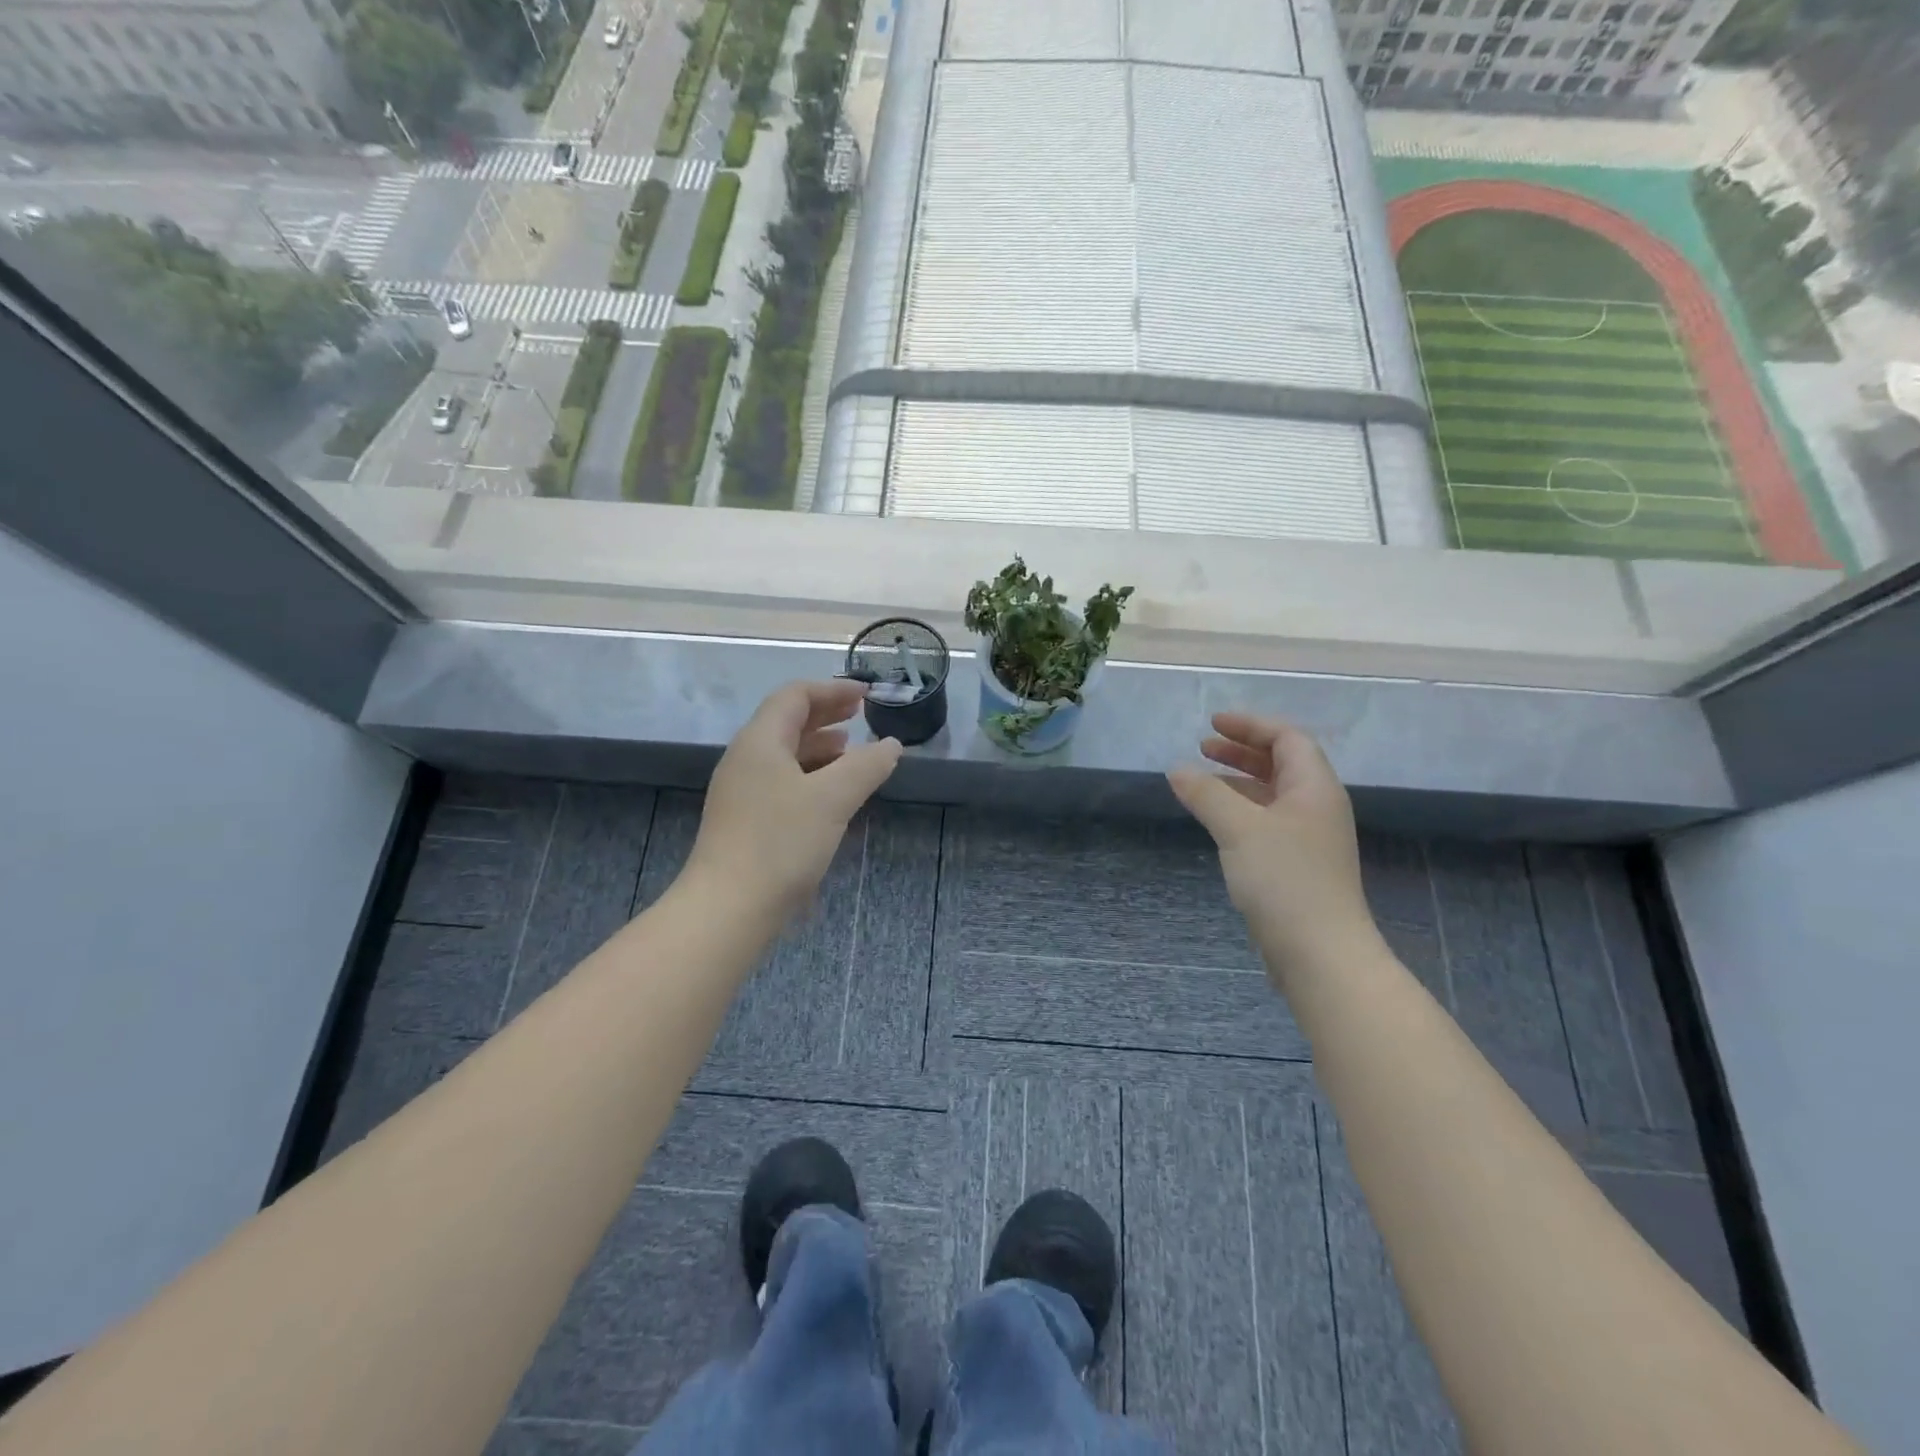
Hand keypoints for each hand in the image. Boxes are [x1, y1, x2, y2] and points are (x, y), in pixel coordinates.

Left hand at [685, 681, 903, 920]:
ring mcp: (742, 791)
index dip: (832, 689)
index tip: (867, 695)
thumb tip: (891, 745)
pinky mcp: (745, 820)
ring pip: (784, 753)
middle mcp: (745, 759)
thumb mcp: (833, 799)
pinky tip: (830, 793)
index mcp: (760, 741)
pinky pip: (781, 780)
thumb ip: (866, 766)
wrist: (728, 908)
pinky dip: (810, 774)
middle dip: (826, 713)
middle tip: (861, 715)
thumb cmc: (781, 843)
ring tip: (851, 751)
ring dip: (819, 745)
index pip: (795, 696)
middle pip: (786, 721)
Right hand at [1168, 712, 1377, 989]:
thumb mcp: (1239, 828)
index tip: (1212, 724)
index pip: (1287, 738)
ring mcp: (1309, 839)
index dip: (1250, 726)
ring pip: (1272, 794)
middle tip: (1203, 747)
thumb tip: (1177, 770)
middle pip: (1282, 763)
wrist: (1320, 954)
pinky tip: (1216, 821)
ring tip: (1201, 781)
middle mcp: (1316, 807)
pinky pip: (1267, 822)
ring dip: (1239, 780)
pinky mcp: (1297, 866)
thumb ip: (1206, 794)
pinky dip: (1240, 810)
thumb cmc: (1284, 880)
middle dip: (1242, 751)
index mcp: (1314, 788)